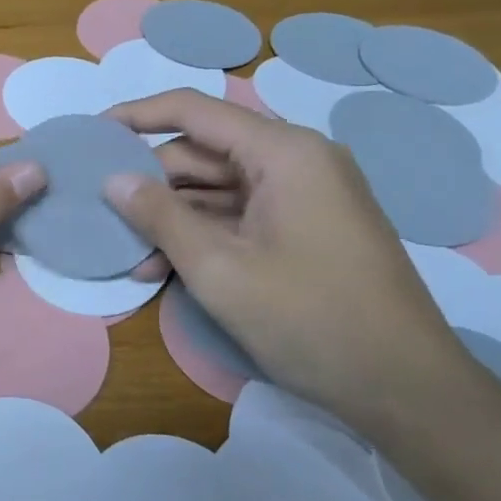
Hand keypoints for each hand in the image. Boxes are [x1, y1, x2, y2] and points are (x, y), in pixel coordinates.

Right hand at [103, 90, 470, 432]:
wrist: (408, 389)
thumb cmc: (310, 319)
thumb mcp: (219, 269)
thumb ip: (160, 216)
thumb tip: (113, 179)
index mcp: (284, 151)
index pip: (194, 110)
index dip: (137, 116)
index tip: (92, 134)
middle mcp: (297, 160)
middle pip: (205, 152)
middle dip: (152, 181)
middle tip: (103, 209)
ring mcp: (306, 195)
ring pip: (220, 188)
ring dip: (173, 216)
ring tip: (129, 252)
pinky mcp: (308, 227)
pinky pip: (242, 215)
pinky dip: (204, 234)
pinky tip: (165, 267)